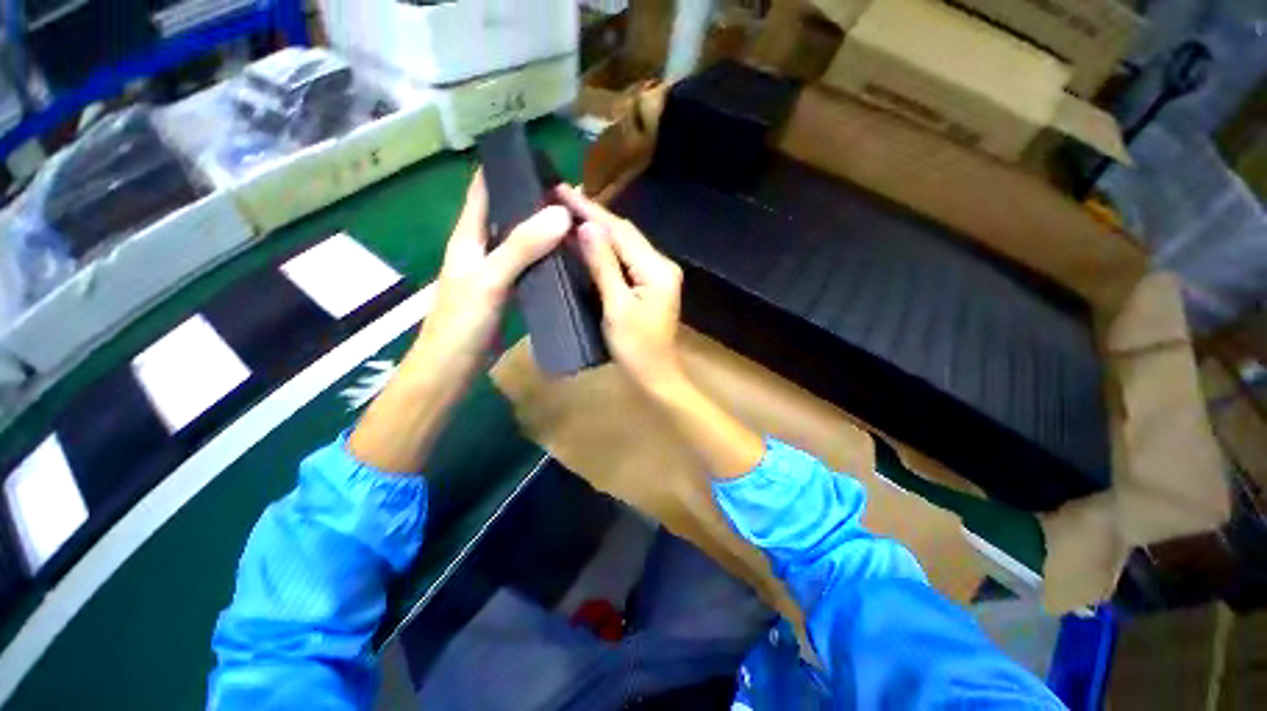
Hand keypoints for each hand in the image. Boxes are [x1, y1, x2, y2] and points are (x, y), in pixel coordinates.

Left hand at [349, 171, 570, 473]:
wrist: (451, 369)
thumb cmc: (461, 323)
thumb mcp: (490, 280)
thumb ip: (522, 247)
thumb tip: (561, 214)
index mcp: (469, 236)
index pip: (484, 189)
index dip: (507, 169)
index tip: (541, 158)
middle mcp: (481, 248)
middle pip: (508, 213)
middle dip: (535, 200)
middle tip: (573, 194)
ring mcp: (495, 271)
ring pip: (521, 240)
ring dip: (543, 229)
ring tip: (575, 222)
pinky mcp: (507, 292)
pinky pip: (529, 265)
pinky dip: (545, 257)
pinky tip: (566, 259)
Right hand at [557, 185, 685, 394]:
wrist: (656, 375)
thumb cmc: (636, 348)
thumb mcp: (616, 307)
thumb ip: (603, 265)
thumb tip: (587, 226)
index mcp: (657, 269)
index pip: (621, 231)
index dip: (591, 210)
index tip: (562, 189)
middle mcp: (662, 264)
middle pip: (625, 233)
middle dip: (594, 214)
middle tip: (562, 196)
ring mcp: (658, 274)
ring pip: (625, 244)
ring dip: (599, 228)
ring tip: (570, 211)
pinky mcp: (651, 283)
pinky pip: (626, 258)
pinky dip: (606, 248)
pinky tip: (588, 240)